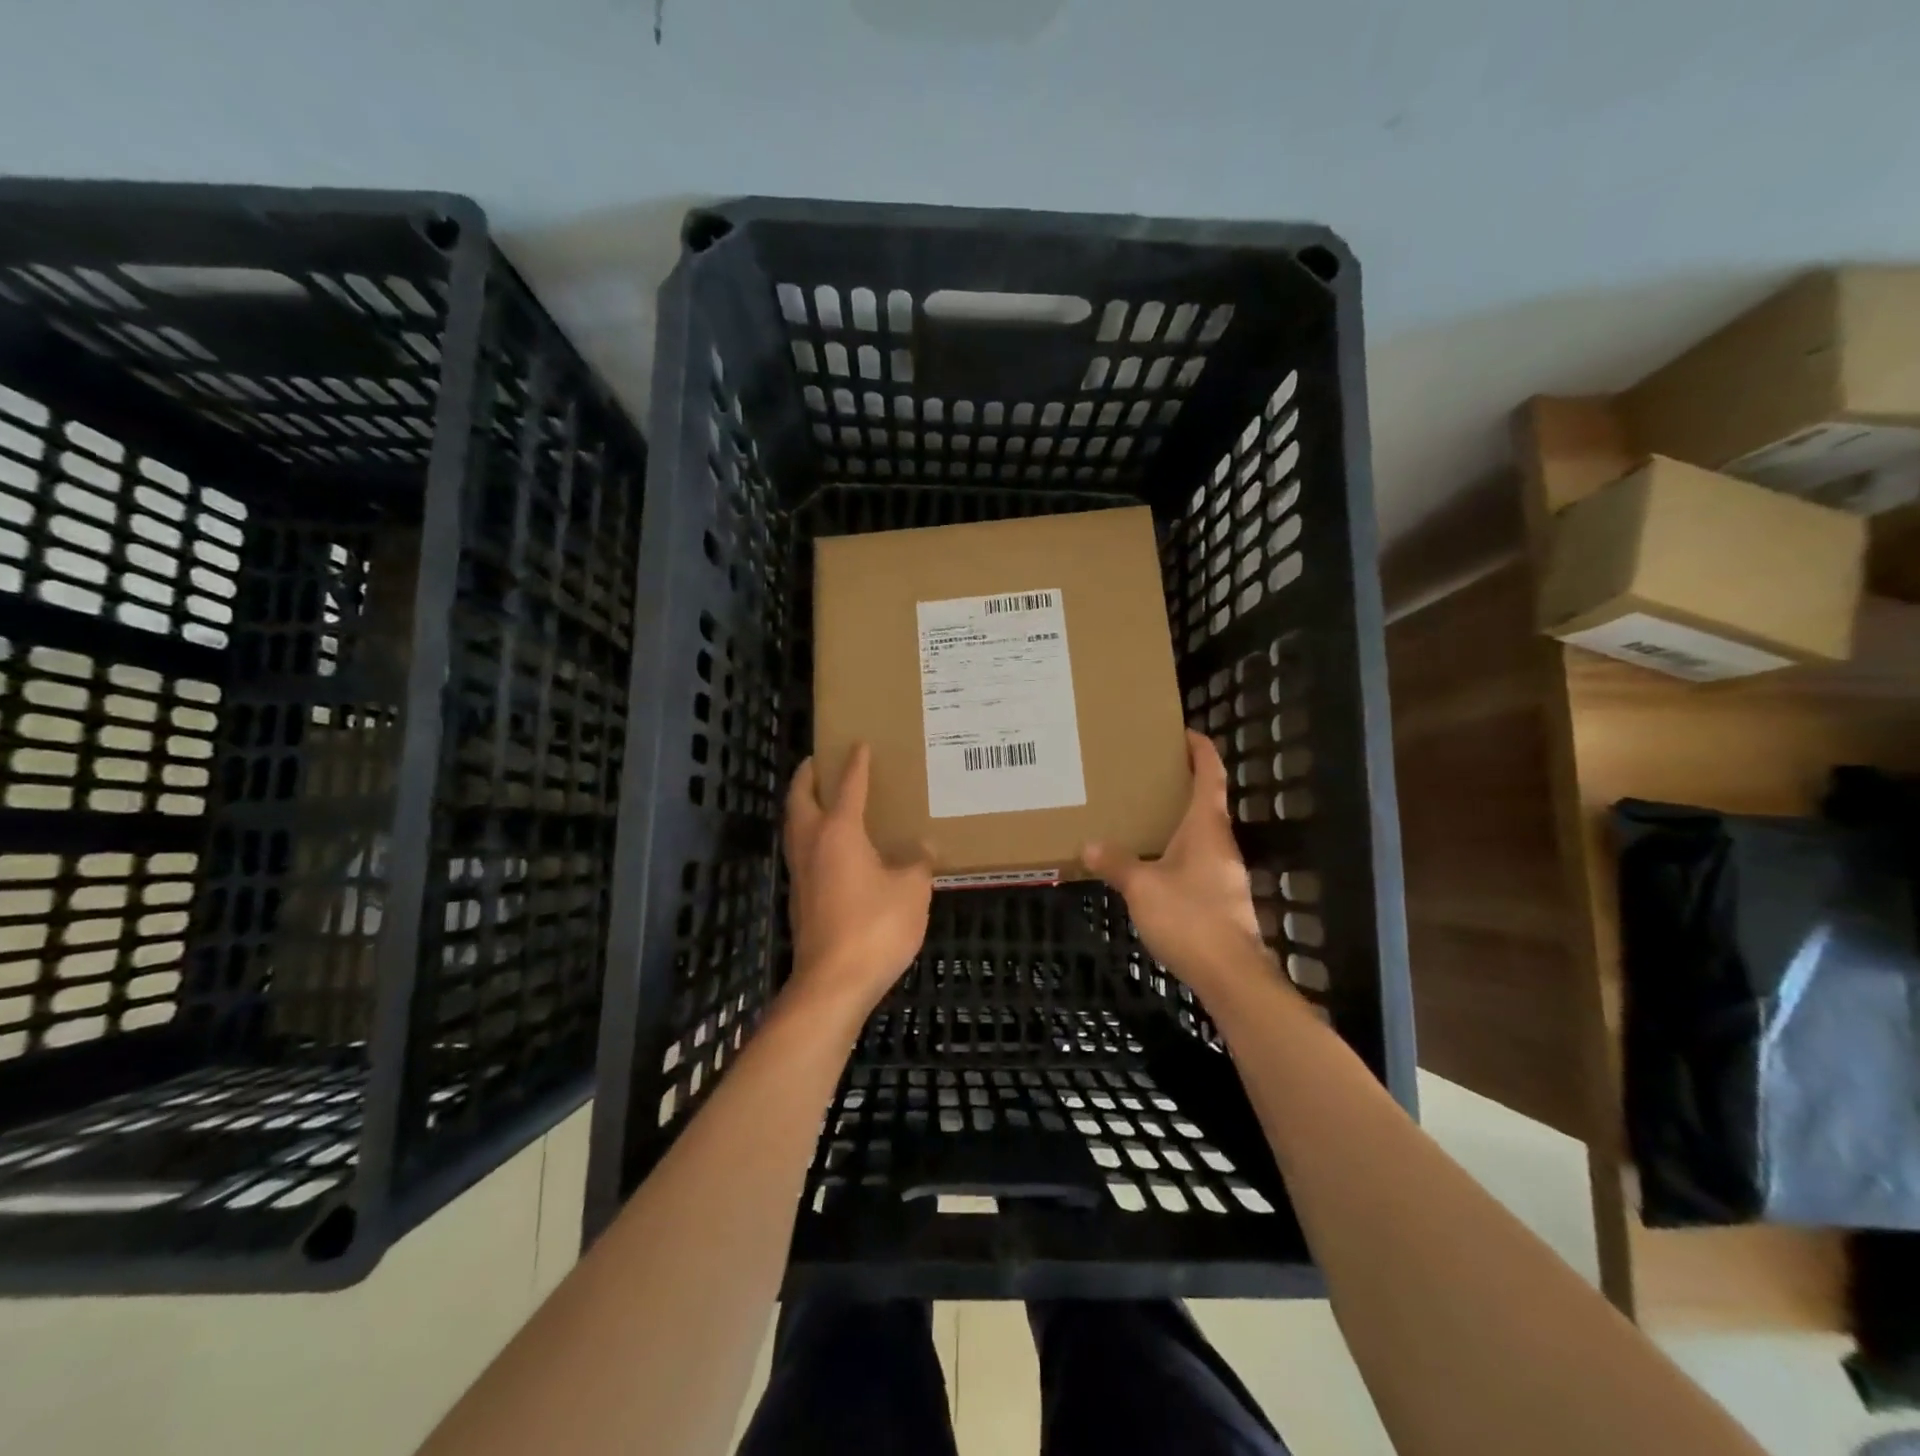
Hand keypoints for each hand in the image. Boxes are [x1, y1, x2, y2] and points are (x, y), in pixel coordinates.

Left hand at [782, 742, 932, 1014]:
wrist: (832, 982)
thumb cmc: (875, 927)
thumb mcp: (911, 891)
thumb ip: (918, 863)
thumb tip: (924, 847)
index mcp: (839, 831)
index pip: (848, 786)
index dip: (855, 764)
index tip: (858, 744)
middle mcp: (811, 844)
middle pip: (799, 799)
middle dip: (807, 776)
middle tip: (817, 761)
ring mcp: (800, 872)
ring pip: (794, 825)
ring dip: (802, 805)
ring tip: (821, 798)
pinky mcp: (799, 897)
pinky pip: (801, 851)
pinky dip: (809, 834)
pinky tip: (831, 847)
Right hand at [1083, 730, 1278, 996]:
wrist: (1230, 975)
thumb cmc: (1189, 917)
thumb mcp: (1142, 887)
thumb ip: (1116, 863)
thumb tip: (1088, 845)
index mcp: (1206, 828)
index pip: (1210, 776)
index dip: (1202, 751)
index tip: (1186, 732)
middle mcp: (1220, 844)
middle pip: (1207, 802)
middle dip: (1183, 783)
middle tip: (1149, 772)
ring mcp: (1223, 873)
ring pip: (1201, 834)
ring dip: (1179, 819)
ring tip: (1143, 814)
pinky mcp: (1220, 899)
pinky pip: (1196, 860)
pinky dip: (1176, 850)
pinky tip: (1152, 863)